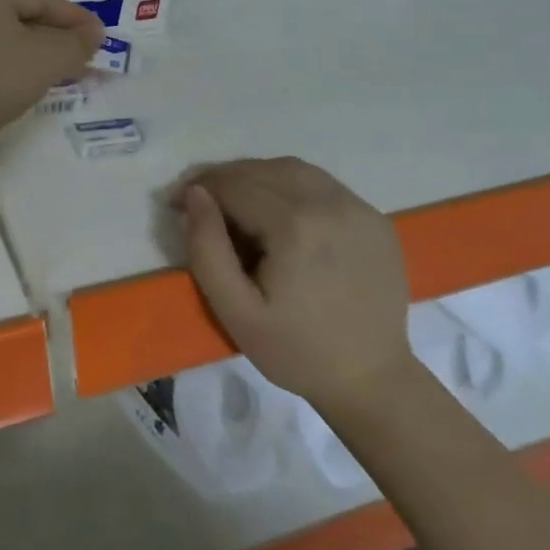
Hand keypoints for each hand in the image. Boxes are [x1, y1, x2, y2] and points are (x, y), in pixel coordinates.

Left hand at [0, 0, 104, 142]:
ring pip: (2, 36)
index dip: (76, 19)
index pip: (42, 0)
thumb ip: (77, 43)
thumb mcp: (49, 59)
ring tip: (56, 71)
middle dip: (54, 37)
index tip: (100, 38)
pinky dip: (8, 63)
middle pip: (21, 16)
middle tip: (81, 56)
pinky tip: (21, 81)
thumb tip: (92, 34)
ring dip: (33, 51)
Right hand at [174, 157, 410, 407]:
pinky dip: (290, 186)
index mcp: (296, 225)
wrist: (371, 379)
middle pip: (262, 170)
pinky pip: (322, 185)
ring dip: (256, 176)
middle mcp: (331, 203)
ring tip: (234, 202)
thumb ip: (207, 249)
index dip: (198, 187)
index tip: (174, 202)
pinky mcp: (374, 218)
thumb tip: (194, 195)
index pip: (235, 185)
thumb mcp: (234, 310)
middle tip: (198, 200)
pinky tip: (277, 212)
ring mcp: (359, 207)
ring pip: (293, 170)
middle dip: (223, 179)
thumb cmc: (295, 350)